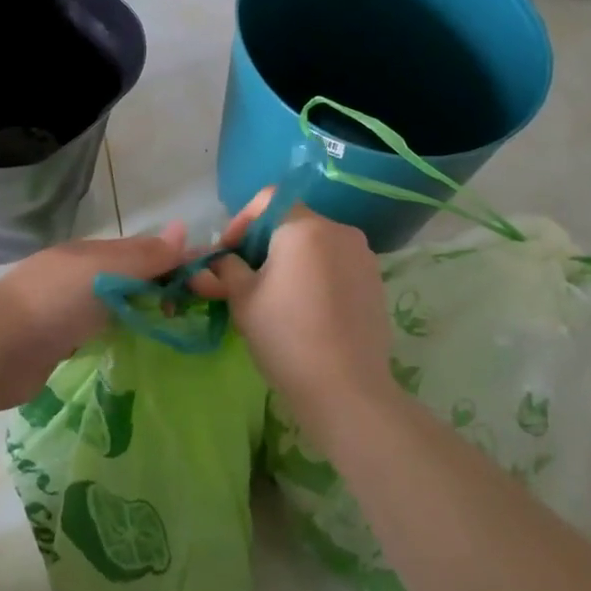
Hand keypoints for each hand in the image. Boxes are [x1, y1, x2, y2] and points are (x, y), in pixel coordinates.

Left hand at [0, 223, 190, 408]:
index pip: (140, 251)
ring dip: (138, 311)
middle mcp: (77, 275)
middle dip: (157, 288)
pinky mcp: (57, 342)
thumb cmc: (55, 301)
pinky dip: (116, 334)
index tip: (204, 281)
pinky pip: (97, 331)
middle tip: (192, 311)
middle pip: (127, 277)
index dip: (171, 261)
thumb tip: (184, 229)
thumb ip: (145, 256)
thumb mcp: (106, 271)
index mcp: (88, 252)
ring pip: (112, 305)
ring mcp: (64, 309)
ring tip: (171, 328)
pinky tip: (132, 346)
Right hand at [193, 193, 396, 444]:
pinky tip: (304, 309)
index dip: (242, 220)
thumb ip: (225, 269)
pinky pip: (336, 264)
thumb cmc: (286, 336)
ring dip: (290, 259)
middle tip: (243, 275)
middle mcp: (338, 231)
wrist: (346, 390)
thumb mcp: (242, 299)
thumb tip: (215, 262)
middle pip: (292, 222)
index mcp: (304, 227)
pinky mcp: (375, 283)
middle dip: (264, 243)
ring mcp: (362, 257)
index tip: (227, 252)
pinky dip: (315, 275)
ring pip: (315, 244)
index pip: (268, 200)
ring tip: (272, 294)